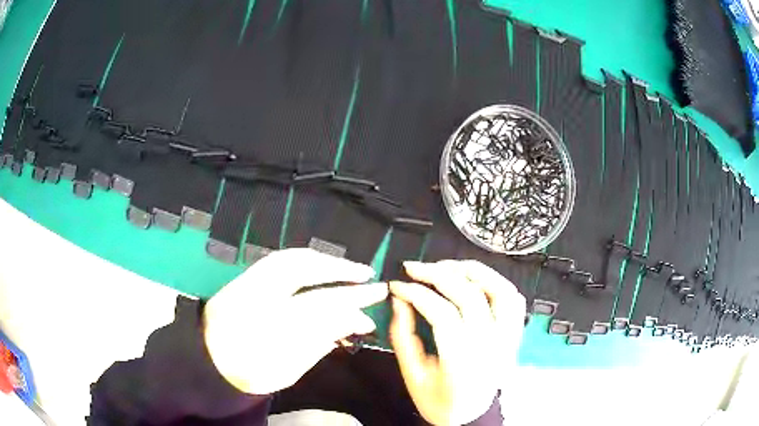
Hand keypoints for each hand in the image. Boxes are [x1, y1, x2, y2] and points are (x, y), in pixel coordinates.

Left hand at [203, 248, 387, 394]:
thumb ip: (317, 345)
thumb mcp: (284, 370)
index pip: (314, 310)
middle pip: (304, 275)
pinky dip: (306, 260)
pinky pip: (280, 260)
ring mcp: (248, 281)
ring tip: (352, 269)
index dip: (346, 312)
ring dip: (325, 261)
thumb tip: (352, 324)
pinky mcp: (244, 277)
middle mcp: (254, 295)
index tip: (368, 318)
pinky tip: (323, 265)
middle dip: (341, 274)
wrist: (205, 359)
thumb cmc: (246, 370)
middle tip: (371, 279)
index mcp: (262, 325)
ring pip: (290, 259)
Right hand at [389, 260, 525, 425]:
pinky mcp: (514, 334)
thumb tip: (399, 300)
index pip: (442, 313)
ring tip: (445, 266)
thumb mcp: (413, 375)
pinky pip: (513, 299)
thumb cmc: (440, 401)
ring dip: (471, 270)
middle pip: (469, 294)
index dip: (416, 293)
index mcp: (462, 360)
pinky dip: (496, 282)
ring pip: (498, 289)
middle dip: (437, 274)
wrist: (471, 415)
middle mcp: (490, 344)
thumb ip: (403, 337)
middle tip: (414, 268)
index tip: (397, 285)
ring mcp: (507, 337)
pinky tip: (475, 279)